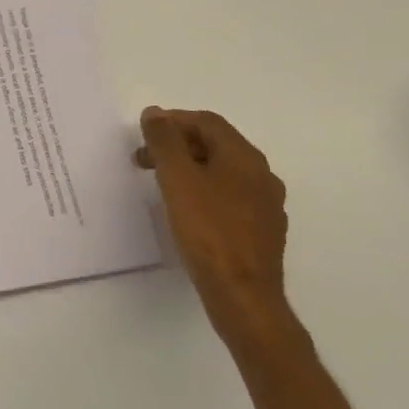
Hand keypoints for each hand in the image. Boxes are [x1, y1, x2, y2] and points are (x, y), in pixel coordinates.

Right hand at [136, 107, 294, 351]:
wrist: (243, 295)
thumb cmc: (207, 231)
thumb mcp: (177, 179)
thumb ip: (164, 141)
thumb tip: (155, 113)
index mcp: (244, 157)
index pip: (207, 122)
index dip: (173, 122)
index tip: (143, 135)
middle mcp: (262, 174)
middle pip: (216, 145)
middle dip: (177, 146)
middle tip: (144, 160)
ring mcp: (265, 204)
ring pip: (223, 172)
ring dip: (189, 169)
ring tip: (161, 184)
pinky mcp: (262, 231)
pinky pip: (229, 197)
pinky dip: (204, 192)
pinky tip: (187, 211)